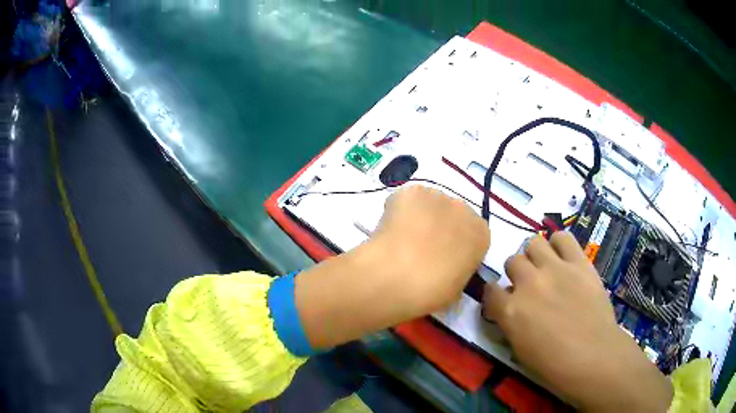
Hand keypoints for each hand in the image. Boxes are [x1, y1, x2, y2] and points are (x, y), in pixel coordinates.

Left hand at [372, 185, 490, 310]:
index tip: (442, 259)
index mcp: (481, 235)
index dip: (456, 246)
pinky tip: (390, 230)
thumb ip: (458, 271)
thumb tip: (447, 269)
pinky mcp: (411, 191)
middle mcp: (465, 208)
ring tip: (401, 240)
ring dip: (419, 218)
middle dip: (439, 228)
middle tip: (420, 249)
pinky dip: (398, 211)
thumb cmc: (432, 291)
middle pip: (452, 215)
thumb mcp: (456, 290)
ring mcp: (437, 195)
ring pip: (428, 205)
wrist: (398, 277)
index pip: (472, 235)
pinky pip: (406, 200)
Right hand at [483, 232, 671, 411]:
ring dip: (535, 255)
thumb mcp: (520, 348)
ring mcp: (555, 269)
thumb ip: (511, 322)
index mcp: (511, 310)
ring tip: (545, 267)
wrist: (594, 356)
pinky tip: (563, 256)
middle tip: (529, 284)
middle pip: (512, 261)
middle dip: (517, 273)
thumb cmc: (554, 363)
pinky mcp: (579, 262)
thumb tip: (510, 306)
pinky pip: (562, 238)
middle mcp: (529, 283)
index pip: (490, 290)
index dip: (496, 294)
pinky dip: (559, 244)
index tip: (503, 300)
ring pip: (533, 243)